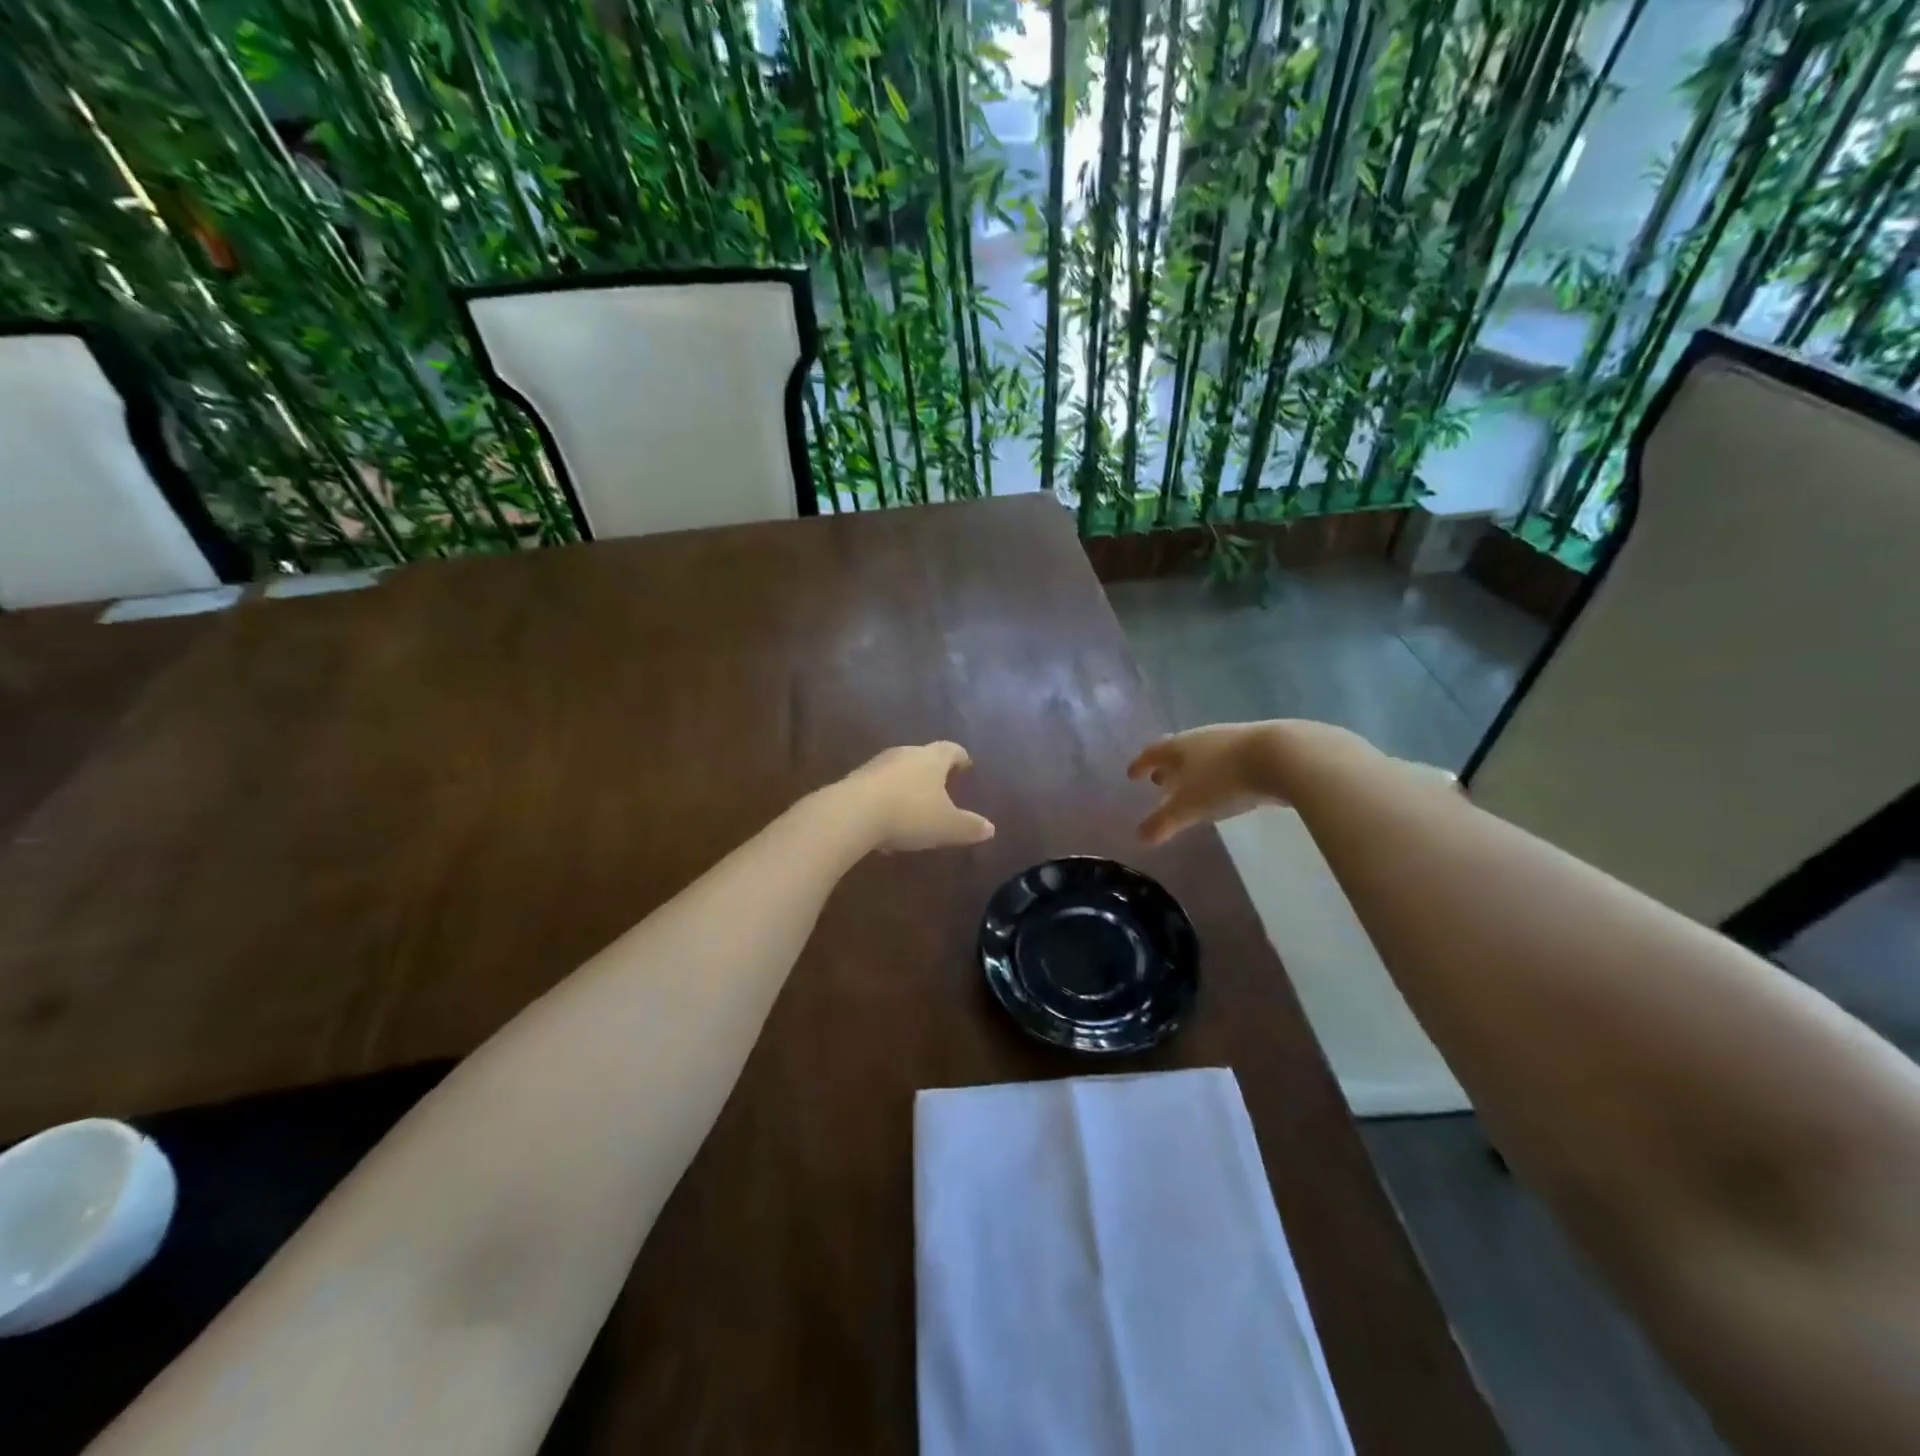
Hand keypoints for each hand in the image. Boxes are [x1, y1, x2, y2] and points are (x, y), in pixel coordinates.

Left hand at [837, 742, 995, 851]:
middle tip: (941, 787)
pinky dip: (885, 801)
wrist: (852, 814)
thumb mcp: (946, 826)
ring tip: (913, 810)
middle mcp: (905, 754)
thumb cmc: (909, 813)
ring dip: (906, 787)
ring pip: (898, 772)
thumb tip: (990, 828)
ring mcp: (877, 765)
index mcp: (932, 758)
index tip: (966, 764)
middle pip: (923, 757)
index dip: (960, 757)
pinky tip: (885, 826)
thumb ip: (969, 826)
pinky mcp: (854, 780)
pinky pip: (877, 788)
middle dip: (932, 772)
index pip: (951, 750)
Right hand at [1127, 723, 1280, 845]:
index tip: (1132, 775)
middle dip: (1167, 767)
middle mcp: (1202, 737)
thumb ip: (1163, 822)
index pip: (1152, 753)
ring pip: (1205, 754)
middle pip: (1178, 751)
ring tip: (1193, 786)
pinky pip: (1229, 759)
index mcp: (1179, 747)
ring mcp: (1231, 738)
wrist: (1282, 756)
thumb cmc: (1224, 780)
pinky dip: (1220, 771)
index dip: (1140, 765)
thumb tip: (1140, 837)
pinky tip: (1227, 785)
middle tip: (1159, 782)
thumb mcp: (1189, 807)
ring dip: (1194, 770)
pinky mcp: (1259, 746)